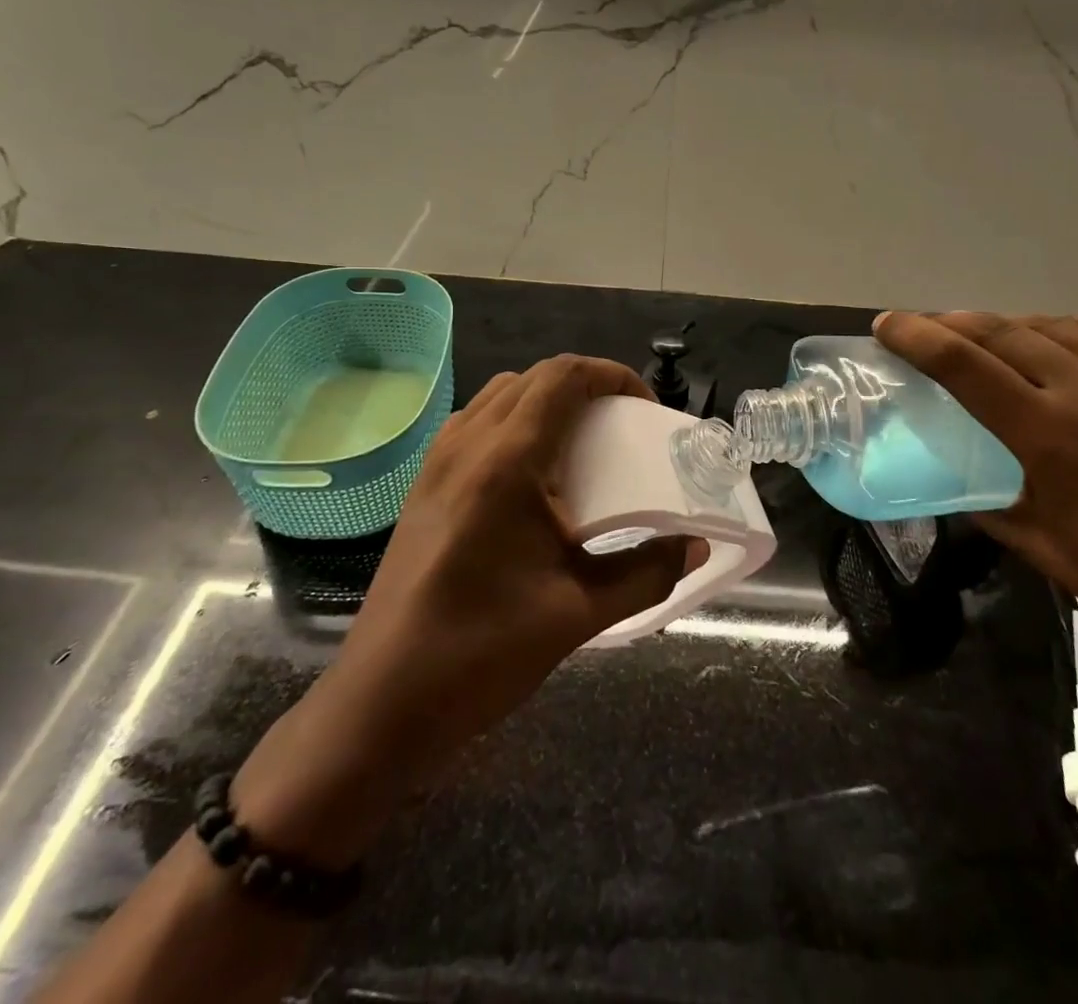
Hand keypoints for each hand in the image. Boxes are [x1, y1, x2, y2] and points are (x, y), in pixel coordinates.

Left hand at [234, 356, 700, 863]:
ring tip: (581, 445)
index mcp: (509, 460)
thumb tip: (693, 546)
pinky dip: (514, 422)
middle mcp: (468, 443)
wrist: (383, 700)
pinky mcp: (423, 483)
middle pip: (535, 377)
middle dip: (586, 386)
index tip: (645, 409)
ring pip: (501, 394)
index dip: (613, 376)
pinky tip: (531, 475)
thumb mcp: (579, 612)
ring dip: (547, 400)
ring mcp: (438, 461)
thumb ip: (647, 572)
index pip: (564, 376)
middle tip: (621, 425)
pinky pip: (476, 422)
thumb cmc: (483, 651)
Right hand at [874, 311, 1077, 691]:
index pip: (964, 365)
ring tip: (992, 338)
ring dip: (1014, 326)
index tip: (886, 324)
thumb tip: (954, 475)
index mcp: (1053, 437)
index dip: (917, 337)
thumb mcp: (1042, 547)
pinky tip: (1066, 340)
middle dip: (955, 323)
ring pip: (1061, 325)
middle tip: (928, 328)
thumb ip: (987, 498)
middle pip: (1007, 332)